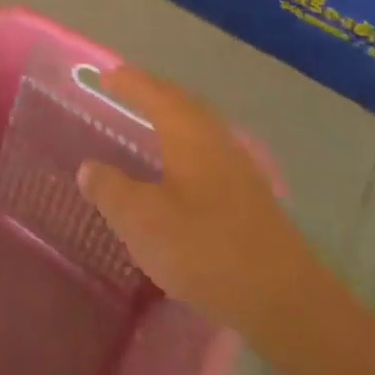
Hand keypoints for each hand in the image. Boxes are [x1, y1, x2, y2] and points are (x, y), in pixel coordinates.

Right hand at [78, 67, 308, 334]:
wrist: (284, 300)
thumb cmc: (205, 248)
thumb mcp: (142, 220)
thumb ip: (111, 190)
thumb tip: (89, 168)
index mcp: (188, 133)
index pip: (154, 93)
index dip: (128, 83)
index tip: (105, 74)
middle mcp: (216, 140)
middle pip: (182, 103)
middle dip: (152, 93)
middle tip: (125, 89)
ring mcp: (238, 169)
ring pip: (199, 127)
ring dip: (172, 118)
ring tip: (149, 122)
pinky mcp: (250, 198)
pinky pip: (208, 151)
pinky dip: (186, 145)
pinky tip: (180, 169)